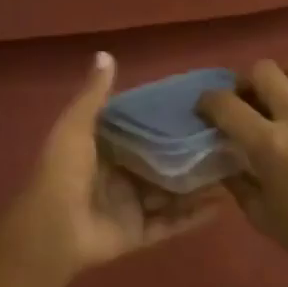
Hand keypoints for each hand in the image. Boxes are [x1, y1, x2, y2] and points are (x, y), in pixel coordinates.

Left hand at [0, 52, 219, 280]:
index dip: (166, 119)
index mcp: (104, 149)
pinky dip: (195, 216)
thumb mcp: (76, 126)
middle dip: (188, 153)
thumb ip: (94, 95)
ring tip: (233, 169)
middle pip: (161, 163)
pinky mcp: (140, 233)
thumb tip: (105, 53)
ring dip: (198, 184)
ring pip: (172, 193)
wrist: (53, 230)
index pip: (140, 130)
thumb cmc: (64, 172)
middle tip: (225, 138)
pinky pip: (172, 223)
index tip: (199, 106)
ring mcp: (131, 206)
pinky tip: (223, 204)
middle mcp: (120, 176)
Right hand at [198, 56, 287, 267]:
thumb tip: (223, 153)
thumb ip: (236, 177)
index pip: (226, 104)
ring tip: (282, 96)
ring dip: (285, 76)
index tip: (205, 109)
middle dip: (246, 83)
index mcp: (269, 144)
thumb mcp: (258, 211)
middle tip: (246, 101)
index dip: (208, 102)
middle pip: (262, 71)